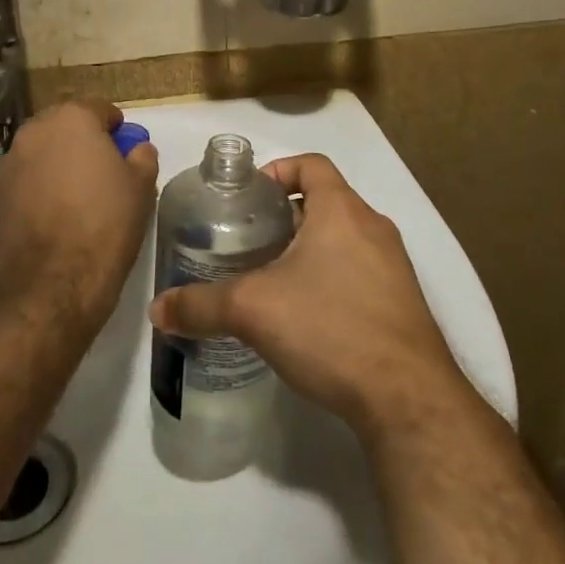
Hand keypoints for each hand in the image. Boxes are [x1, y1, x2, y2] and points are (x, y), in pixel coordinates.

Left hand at [0, 100, 158, 334]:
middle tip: (103, 171)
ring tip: (77, 196)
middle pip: (66, 125)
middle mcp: (35, 131)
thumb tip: (137, 149)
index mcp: (72, 119)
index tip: (126, 149)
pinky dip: (40, 186)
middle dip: (83, 141)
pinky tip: (55, 215)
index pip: (100, 109)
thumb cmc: (104, 226)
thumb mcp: (141, 188)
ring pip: (43, 151)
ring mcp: (10, 162)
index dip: (116, 128)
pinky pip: (26, 178)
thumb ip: (142, 157)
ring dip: (59, 162)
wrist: (51, 285)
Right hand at [148, 153, 470, 440]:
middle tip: (247, 242)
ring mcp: (394, 267)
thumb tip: (156, 310)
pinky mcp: (402, 304)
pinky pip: (360, 272)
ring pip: (343, 239)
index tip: (249, 198)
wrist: (408, 399)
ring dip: (308, 250)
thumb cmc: (330, 327)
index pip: (311, 164)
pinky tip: (306, 317)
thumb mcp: (253, 311)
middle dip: (285, 217)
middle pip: (325, 202)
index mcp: (342, 210)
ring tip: (270, 279)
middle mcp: (373, 227)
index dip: (277, 170)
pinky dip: (331, 279)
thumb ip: (200, 306)